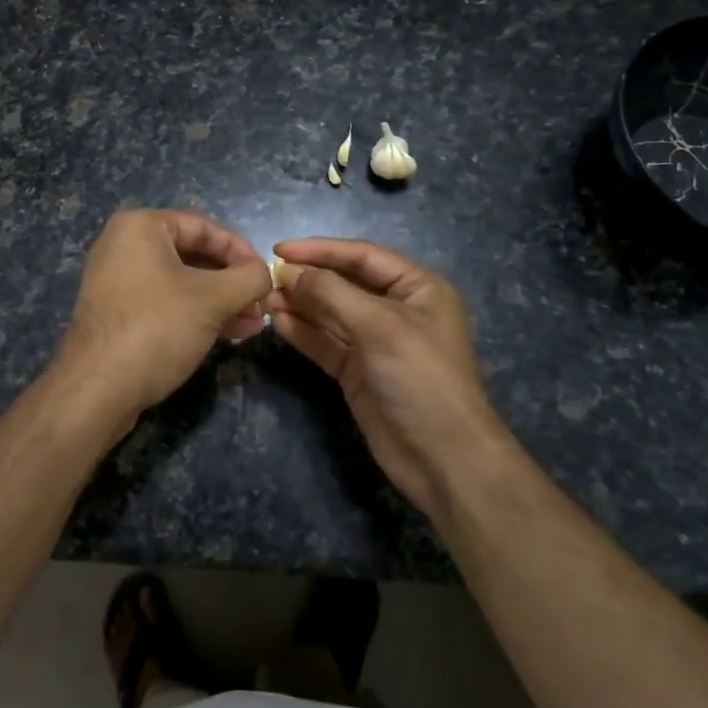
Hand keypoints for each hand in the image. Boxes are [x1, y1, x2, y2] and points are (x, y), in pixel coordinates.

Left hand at [51, 209, 272, 438]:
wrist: (96, 389)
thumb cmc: (156, 328)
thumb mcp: (213, 299)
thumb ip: (249, 279)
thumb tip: (266, 274)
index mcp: (141, 226)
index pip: (205, 227)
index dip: (242, 251)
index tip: (266, 278)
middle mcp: (124, 244)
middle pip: (193, 254)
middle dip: (232, 282)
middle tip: (260, 306)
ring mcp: (117, 279)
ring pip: (182, 281)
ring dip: (220, 301)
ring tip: (251, 325)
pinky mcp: (117, 311)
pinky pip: (165, 301)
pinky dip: (196, 313)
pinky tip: (227, 334)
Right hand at [266, 238, 510, 518]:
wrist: (443, 459)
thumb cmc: (420, 378)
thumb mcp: (379, 326)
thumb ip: (331, 293)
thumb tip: (290, 270)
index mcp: (417, 288)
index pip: (362, 256)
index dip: (321, 250)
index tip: (279, 249)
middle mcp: (397, 309)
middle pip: (344, 282)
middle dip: (307, 279)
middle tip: (266, 278)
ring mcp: (376, 341)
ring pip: (331, 313)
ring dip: (299, 304)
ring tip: (264, 299)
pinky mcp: (359, 371)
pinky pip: (326, 342)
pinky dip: (303, 332)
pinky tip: (277, 322)